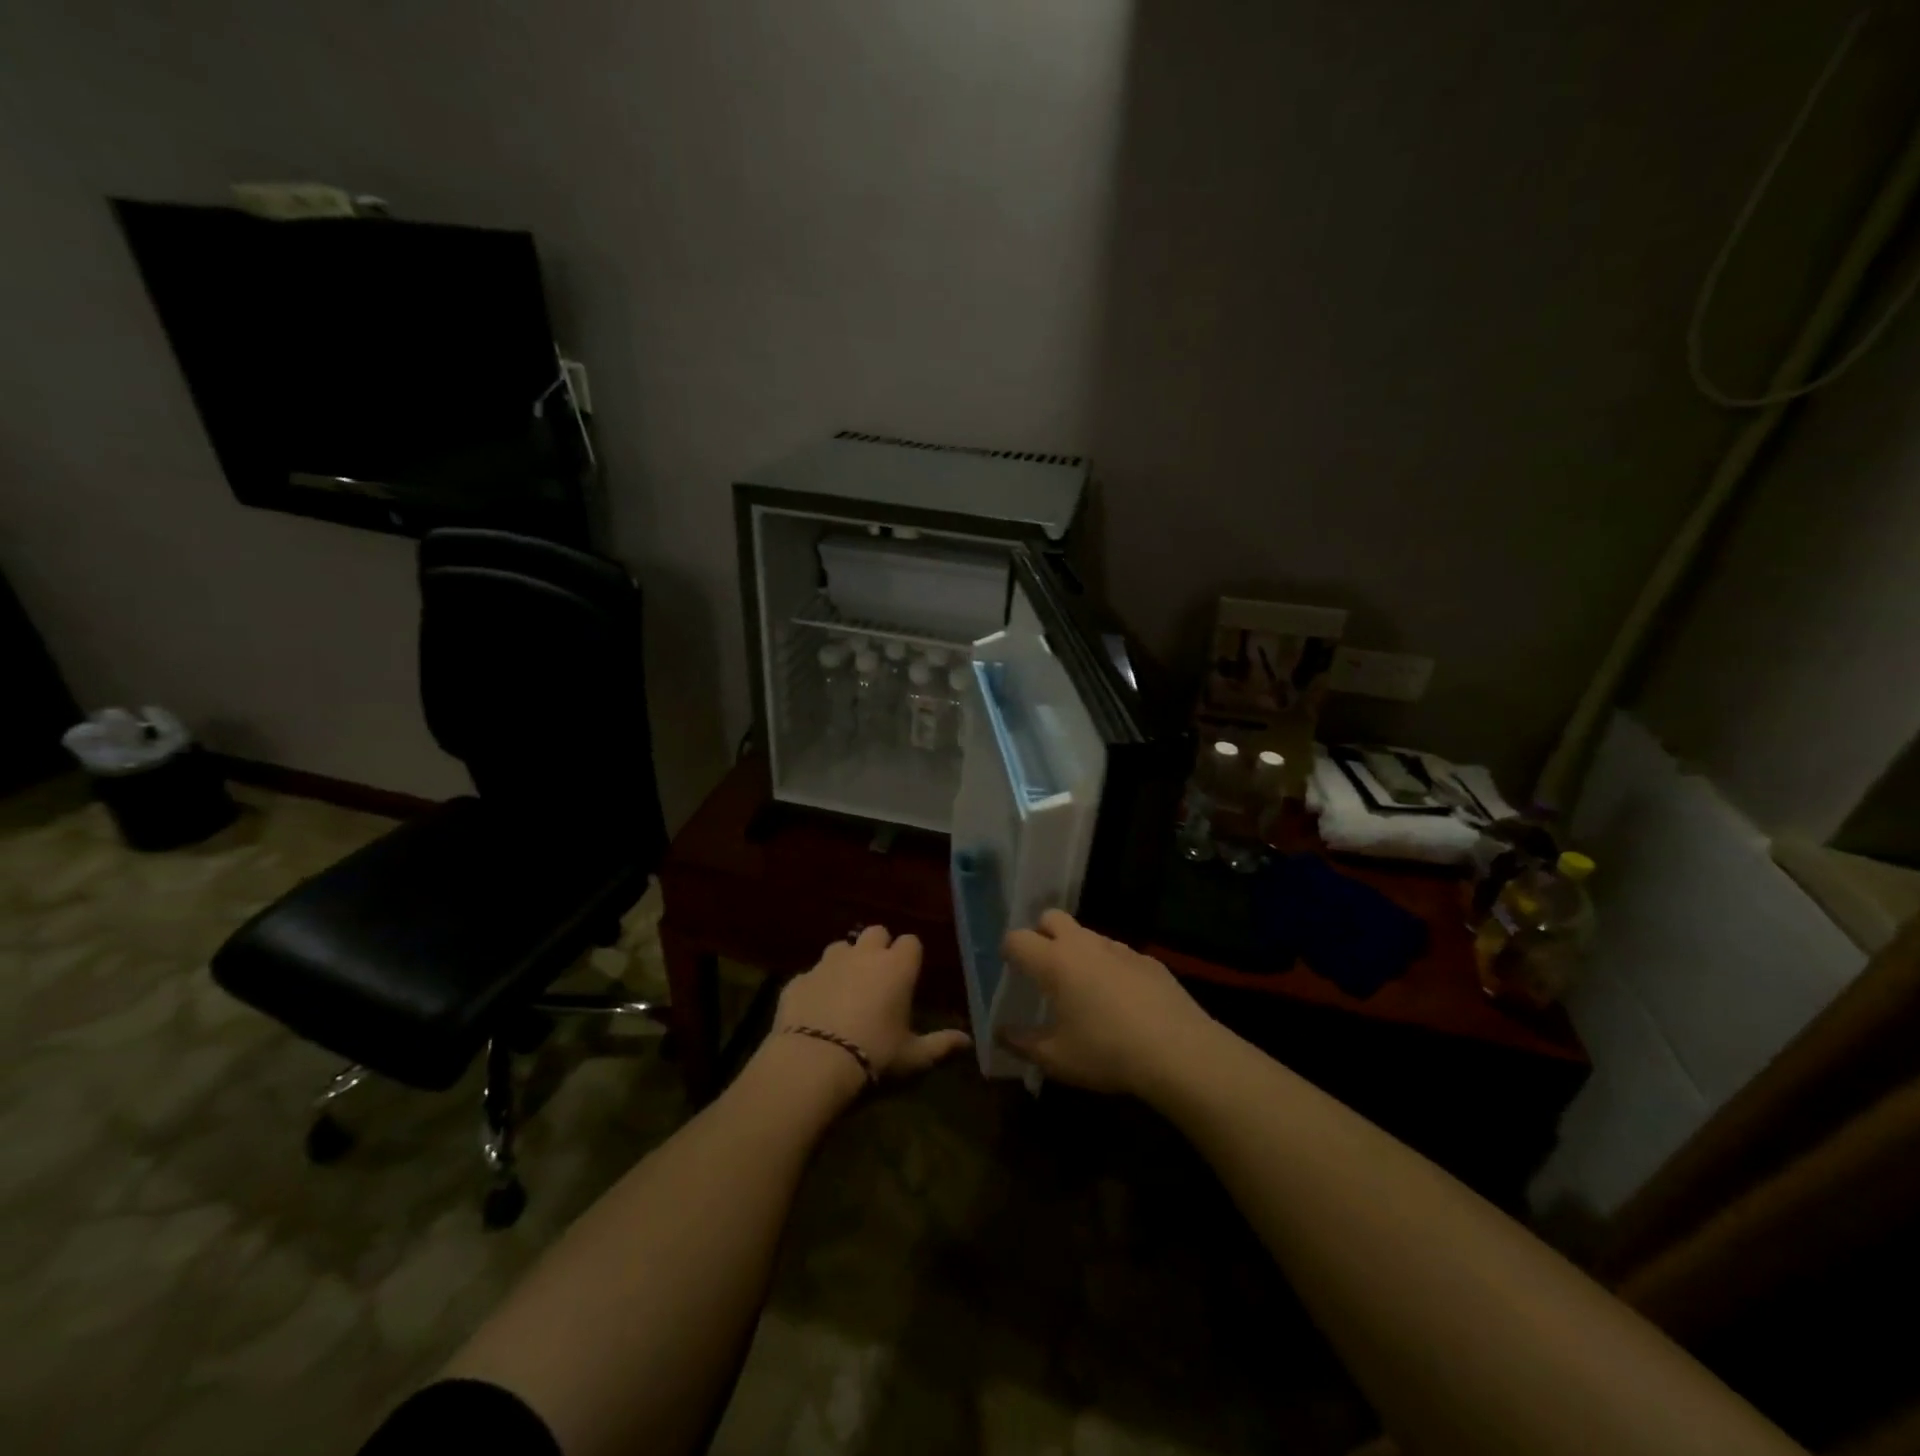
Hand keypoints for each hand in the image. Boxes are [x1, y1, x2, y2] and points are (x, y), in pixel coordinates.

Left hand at [772, 926, 972, 1088]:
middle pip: (876, 932)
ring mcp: (828, 963)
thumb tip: (967, 1041)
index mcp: (897, 967)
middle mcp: (864, 955)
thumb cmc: (875, 1054)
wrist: (814, 1061)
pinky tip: (816, 1008)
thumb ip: (941, 1045)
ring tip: (846, 988)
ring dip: (846, 961)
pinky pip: (812, 973)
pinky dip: (817, 985)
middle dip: (878, 948)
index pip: (911, 942)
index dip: (909, 957)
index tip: (907, 976)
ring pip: (841, 947)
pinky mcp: (799, 978)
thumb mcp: (913, 1057)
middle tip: (878, 977)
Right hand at [1000, 909, 1216, 1098]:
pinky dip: (1110, 967)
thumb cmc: (1107, 1052)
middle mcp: (1083, 944)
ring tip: (1083, 989)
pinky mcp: (1148, 960)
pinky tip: (1122, 1001)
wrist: (1180, 1051)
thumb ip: (1022, 1043)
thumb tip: (999, 1034)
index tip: (1011, 970)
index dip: (1009, 951)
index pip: (1017, 938)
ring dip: (1077, 951)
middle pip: (1051, 917)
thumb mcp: (1056, 1058)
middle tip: (1044, 969)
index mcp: (1054, 962)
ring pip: (1087, 934)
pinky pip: (1117, 953)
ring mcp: (1119, 948)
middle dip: (1042, 934)